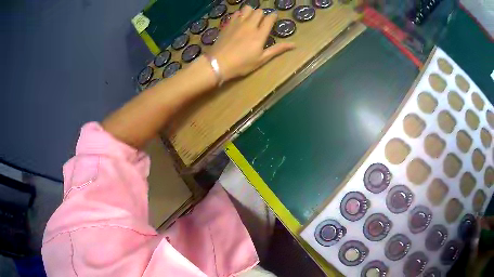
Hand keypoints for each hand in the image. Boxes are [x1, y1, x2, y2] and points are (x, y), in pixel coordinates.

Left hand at [209, 6, 294, 81]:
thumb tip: (294, 45)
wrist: (218, 63)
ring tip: (250, 19)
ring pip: (247, 9)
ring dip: (251, 11)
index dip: (273, 16)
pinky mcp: (228, 24)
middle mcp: (250, 25)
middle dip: (262, 14)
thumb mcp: (261, 59)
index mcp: (260, 34)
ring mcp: (237, 23)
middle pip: (259, 11)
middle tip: (261, 21)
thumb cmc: (242, 64)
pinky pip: (236, 13)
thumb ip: (277, 49)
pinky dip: (240, 14)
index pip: (269, 19)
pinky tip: (239, 21)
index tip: (273, 18)